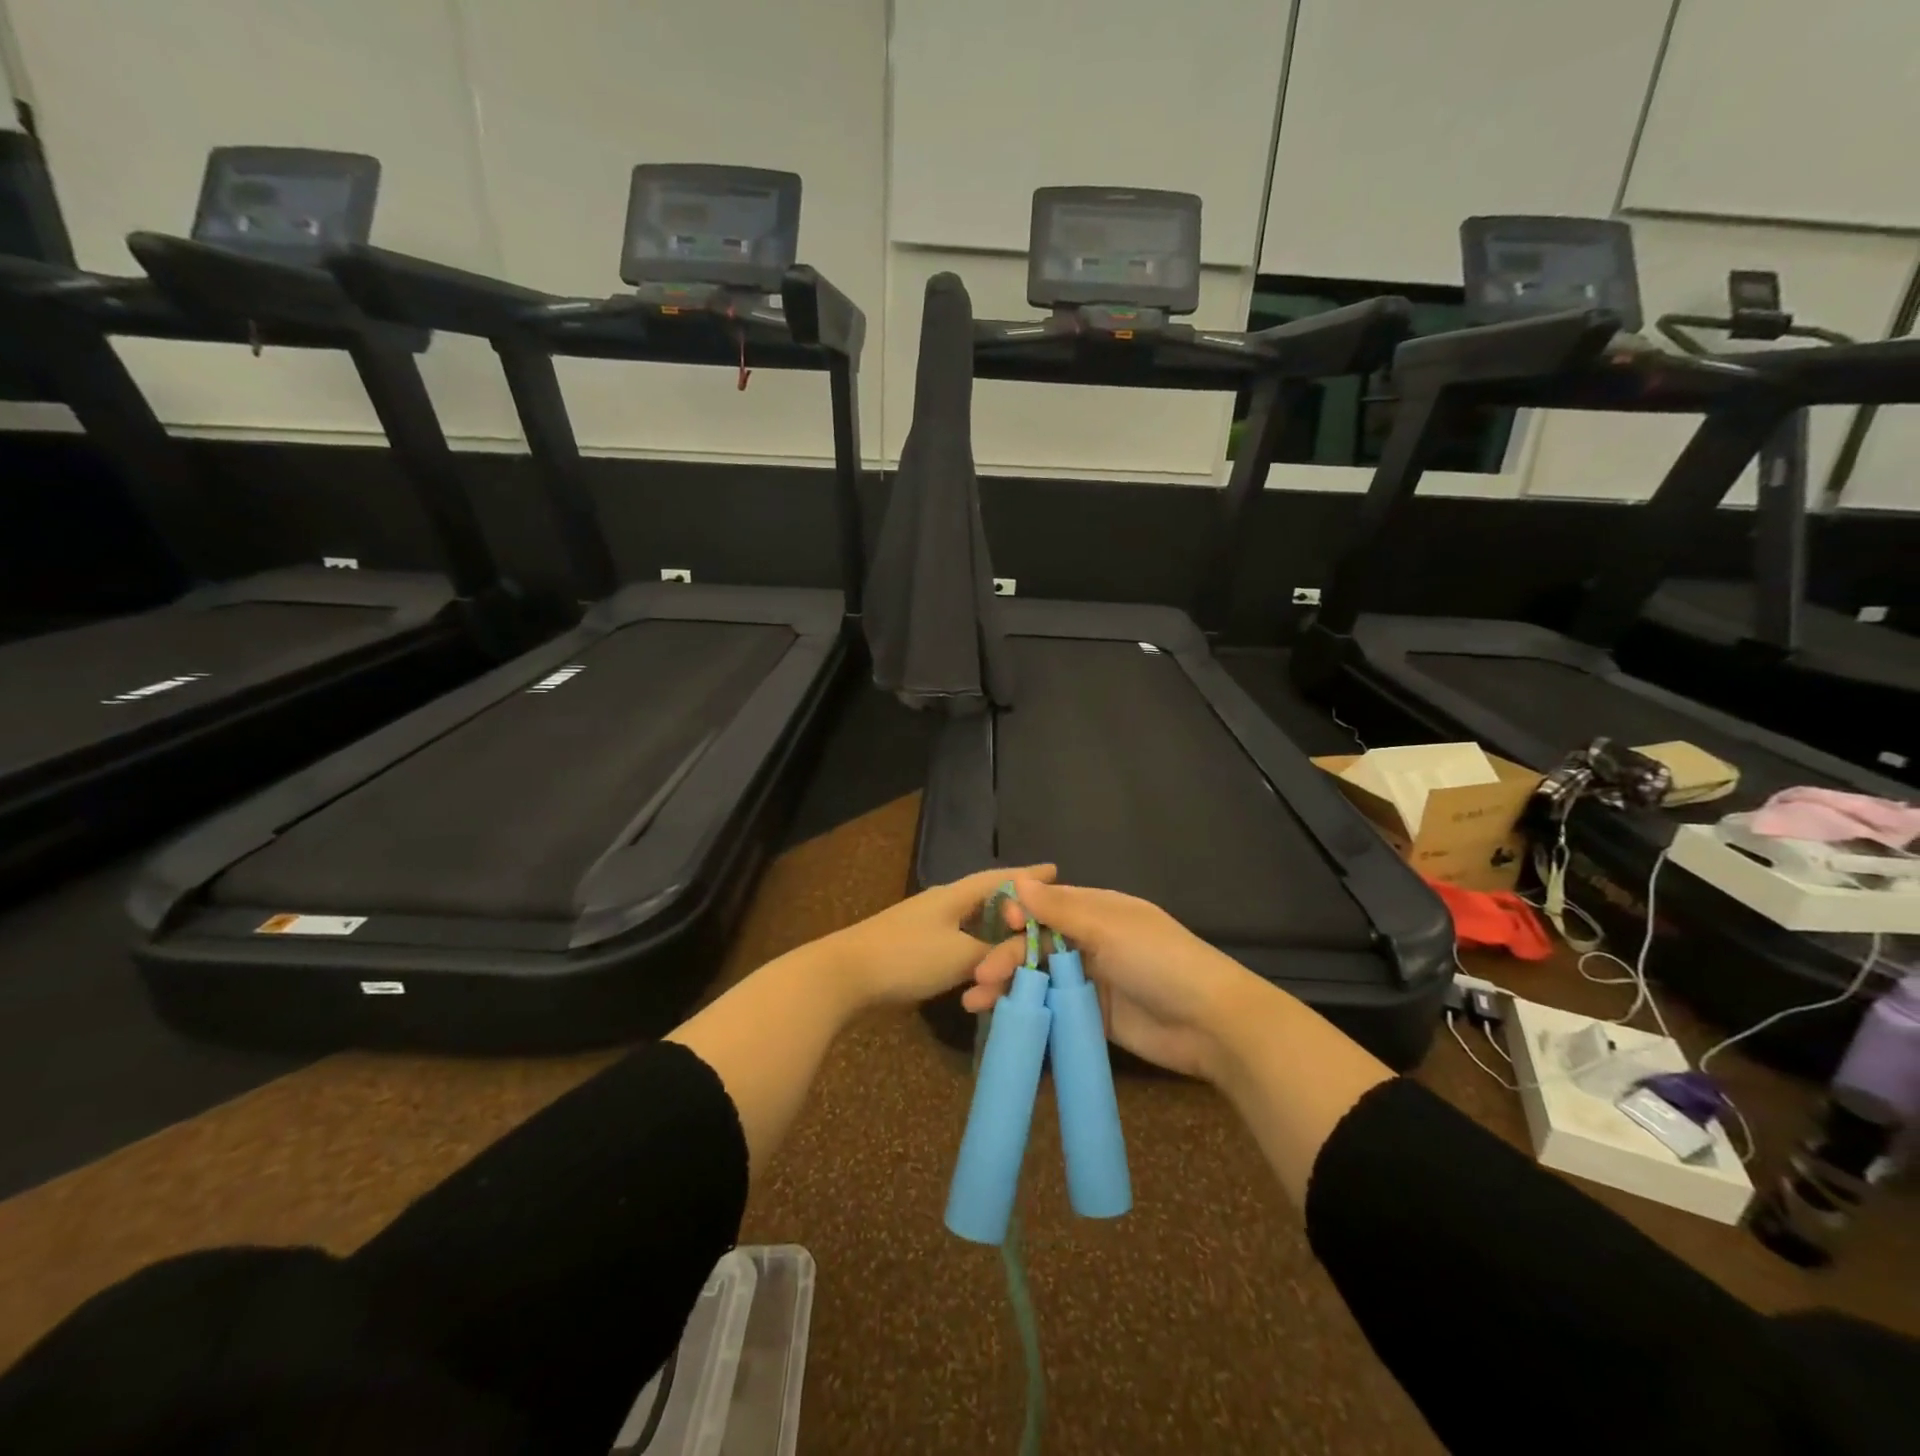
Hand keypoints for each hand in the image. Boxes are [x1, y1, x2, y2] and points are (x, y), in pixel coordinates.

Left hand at [826, 865, 1055, 1009]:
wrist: (845, 974)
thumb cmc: (906, 957)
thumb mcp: (960, 956)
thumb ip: (994, 953)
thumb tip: (1017, 951)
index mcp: (955, 895)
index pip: (1000, 879)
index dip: (1028, 876)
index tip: (1055, 871)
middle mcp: (943, 903)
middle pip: (988, 899)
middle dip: (1016, 906)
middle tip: (1042, 915)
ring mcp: (926, 923)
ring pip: (972, 924)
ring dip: (995, 935)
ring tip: (1016, 945)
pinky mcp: (914, 946)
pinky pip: (957, 942)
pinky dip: (975, 952)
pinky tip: (980, 966)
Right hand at [963, 876, 1258, 1079]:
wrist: (1210, 1024)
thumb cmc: (1159, 961)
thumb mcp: (1109, 928)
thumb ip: (1060, 910)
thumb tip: (1018, 881)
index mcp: (1099, 911)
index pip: (1049, 905)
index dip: (1020, 914)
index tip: (998, 925)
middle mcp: (1093, 942)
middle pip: (1039, 944)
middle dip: (1007, 956)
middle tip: (980, 977)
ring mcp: (1093, 981)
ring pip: (1041, 977)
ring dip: (1009, 985)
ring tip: (975, 1002)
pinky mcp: (1094, 1017)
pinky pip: (1053, 1009)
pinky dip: (1028, 1011)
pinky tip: (1002, 1019)